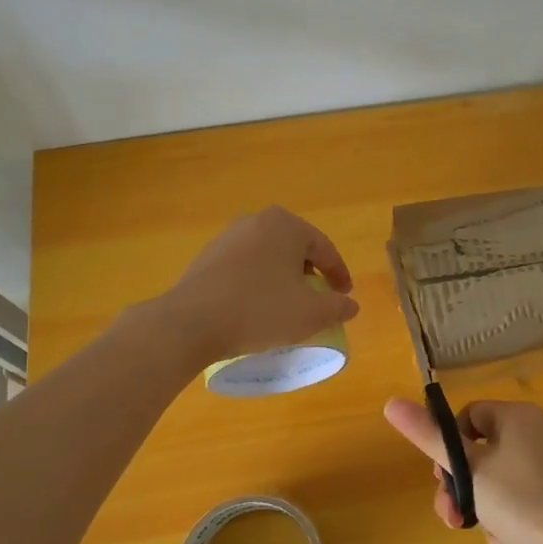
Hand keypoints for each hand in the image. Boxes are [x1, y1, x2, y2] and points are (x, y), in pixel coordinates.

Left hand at [161, 207, 358, 362]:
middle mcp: (256, 221)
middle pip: (295, 248)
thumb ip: (338, 307)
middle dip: (310, 272)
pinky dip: (258, 282)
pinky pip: (245, 267)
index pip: (325, 249)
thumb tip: (350, 305)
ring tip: (287, 303)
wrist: (191, 322)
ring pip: (268, 256)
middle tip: (318, 297)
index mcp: (286, 225)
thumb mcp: (311, 314)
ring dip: (282, 277)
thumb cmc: (260, 310)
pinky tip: (256, 305)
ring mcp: (227, 236)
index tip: (345, 296)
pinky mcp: (207, 257)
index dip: (339, 275)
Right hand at [382, 398, 542, 543]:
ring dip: (480, 508)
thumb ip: (429, 438)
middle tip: (451, 515)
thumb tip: (390, 402)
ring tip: (482, 533)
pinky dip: (505, 520)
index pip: (467, 416)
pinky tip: (508, 543)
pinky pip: (516, 500)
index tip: (441, 478)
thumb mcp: (469, 471)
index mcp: (516, 417)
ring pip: (493, 481)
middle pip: (478, 451)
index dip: (448, 446)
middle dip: (460, 486)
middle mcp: (535, 434)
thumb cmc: (524, 503)